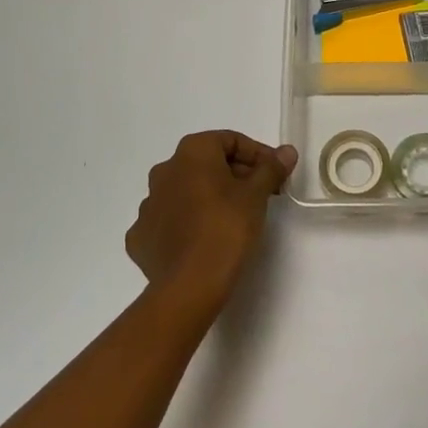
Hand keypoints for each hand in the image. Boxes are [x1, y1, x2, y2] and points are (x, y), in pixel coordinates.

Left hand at [125, 131, 296, 315]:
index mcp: (191, 152)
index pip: (230, 141)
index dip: (257, 154)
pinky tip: (203, 239)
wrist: (189, 286)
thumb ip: (271, 168)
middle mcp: (164, 170)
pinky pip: (169, 221)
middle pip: (207, 164)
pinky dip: (186, 224)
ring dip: (208, 198)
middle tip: (260, 196)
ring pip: (186, 191)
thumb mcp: (256, 195)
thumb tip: (286, 151)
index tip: (274, 174)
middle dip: (235, 175)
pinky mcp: (140, 237)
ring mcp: (148, 205)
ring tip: (232, 220)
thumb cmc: (226, 228)